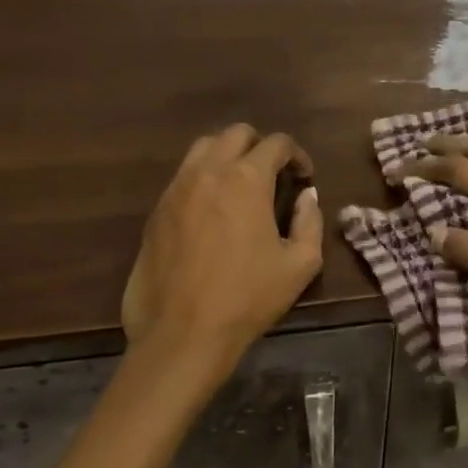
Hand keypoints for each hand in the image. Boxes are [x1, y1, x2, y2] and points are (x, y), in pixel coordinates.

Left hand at [121, 125, 322, 401]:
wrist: (183, 334)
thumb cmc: (248, 297)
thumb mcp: (301, 264)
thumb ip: (310, 221)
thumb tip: (307, 197)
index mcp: (247, 179)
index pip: (277, 143)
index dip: (297, 155)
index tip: (304, 178)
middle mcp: (209, 171)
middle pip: (236, 133)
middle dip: (261, 146)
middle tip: (274, 175)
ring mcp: (177, 189)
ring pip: (203, 147)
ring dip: (227, 155)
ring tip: (240, 185)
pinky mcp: (156, 210)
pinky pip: (183, 176)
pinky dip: (203, 178)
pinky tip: (212, 209)